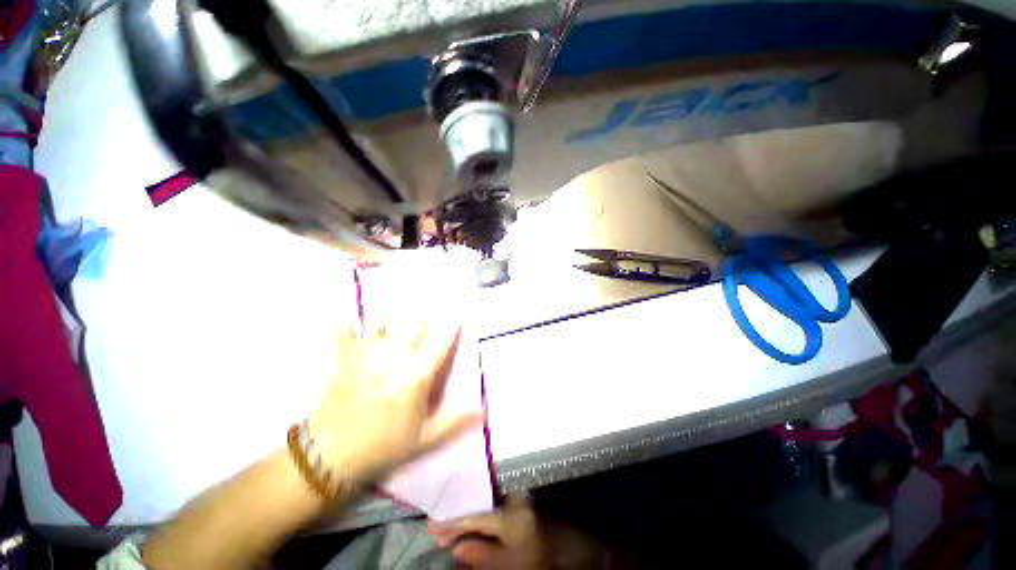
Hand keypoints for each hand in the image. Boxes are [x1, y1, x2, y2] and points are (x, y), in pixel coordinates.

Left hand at [308, 320, 480, 488]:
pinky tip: (339, 314)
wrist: (329, 458)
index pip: (440, 344)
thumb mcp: (424, 440)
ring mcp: (366, 357)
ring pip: (383, 323)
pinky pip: (343, 336)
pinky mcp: (344, 361)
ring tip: (398, 301)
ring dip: (393, 314)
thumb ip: (455, 422)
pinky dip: (343, 326)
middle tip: (429, 311)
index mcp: (415, 376)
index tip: (460, 316)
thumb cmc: (383, 447)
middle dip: (424, 318)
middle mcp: (393, 359)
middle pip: (414, 326)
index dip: (452, 328)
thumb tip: (484, 410)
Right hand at [428, 494, 608, 567]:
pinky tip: (470, 514)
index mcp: (509, 512)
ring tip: (448, 524)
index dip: (449, 522)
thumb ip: (481, 555)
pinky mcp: (520, 489)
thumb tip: (453, 548)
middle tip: (435, 527)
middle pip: (476, 499)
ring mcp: (517, 487)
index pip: (472, 515)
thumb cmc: (544, 558)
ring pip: (484, 495)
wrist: (578, 545)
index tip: (429, 527)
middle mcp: (511, 491)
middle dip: (455, 513)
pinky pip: (494, 494)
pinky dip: (480, 505)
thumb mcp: (512, 565)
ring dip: (466, 509)